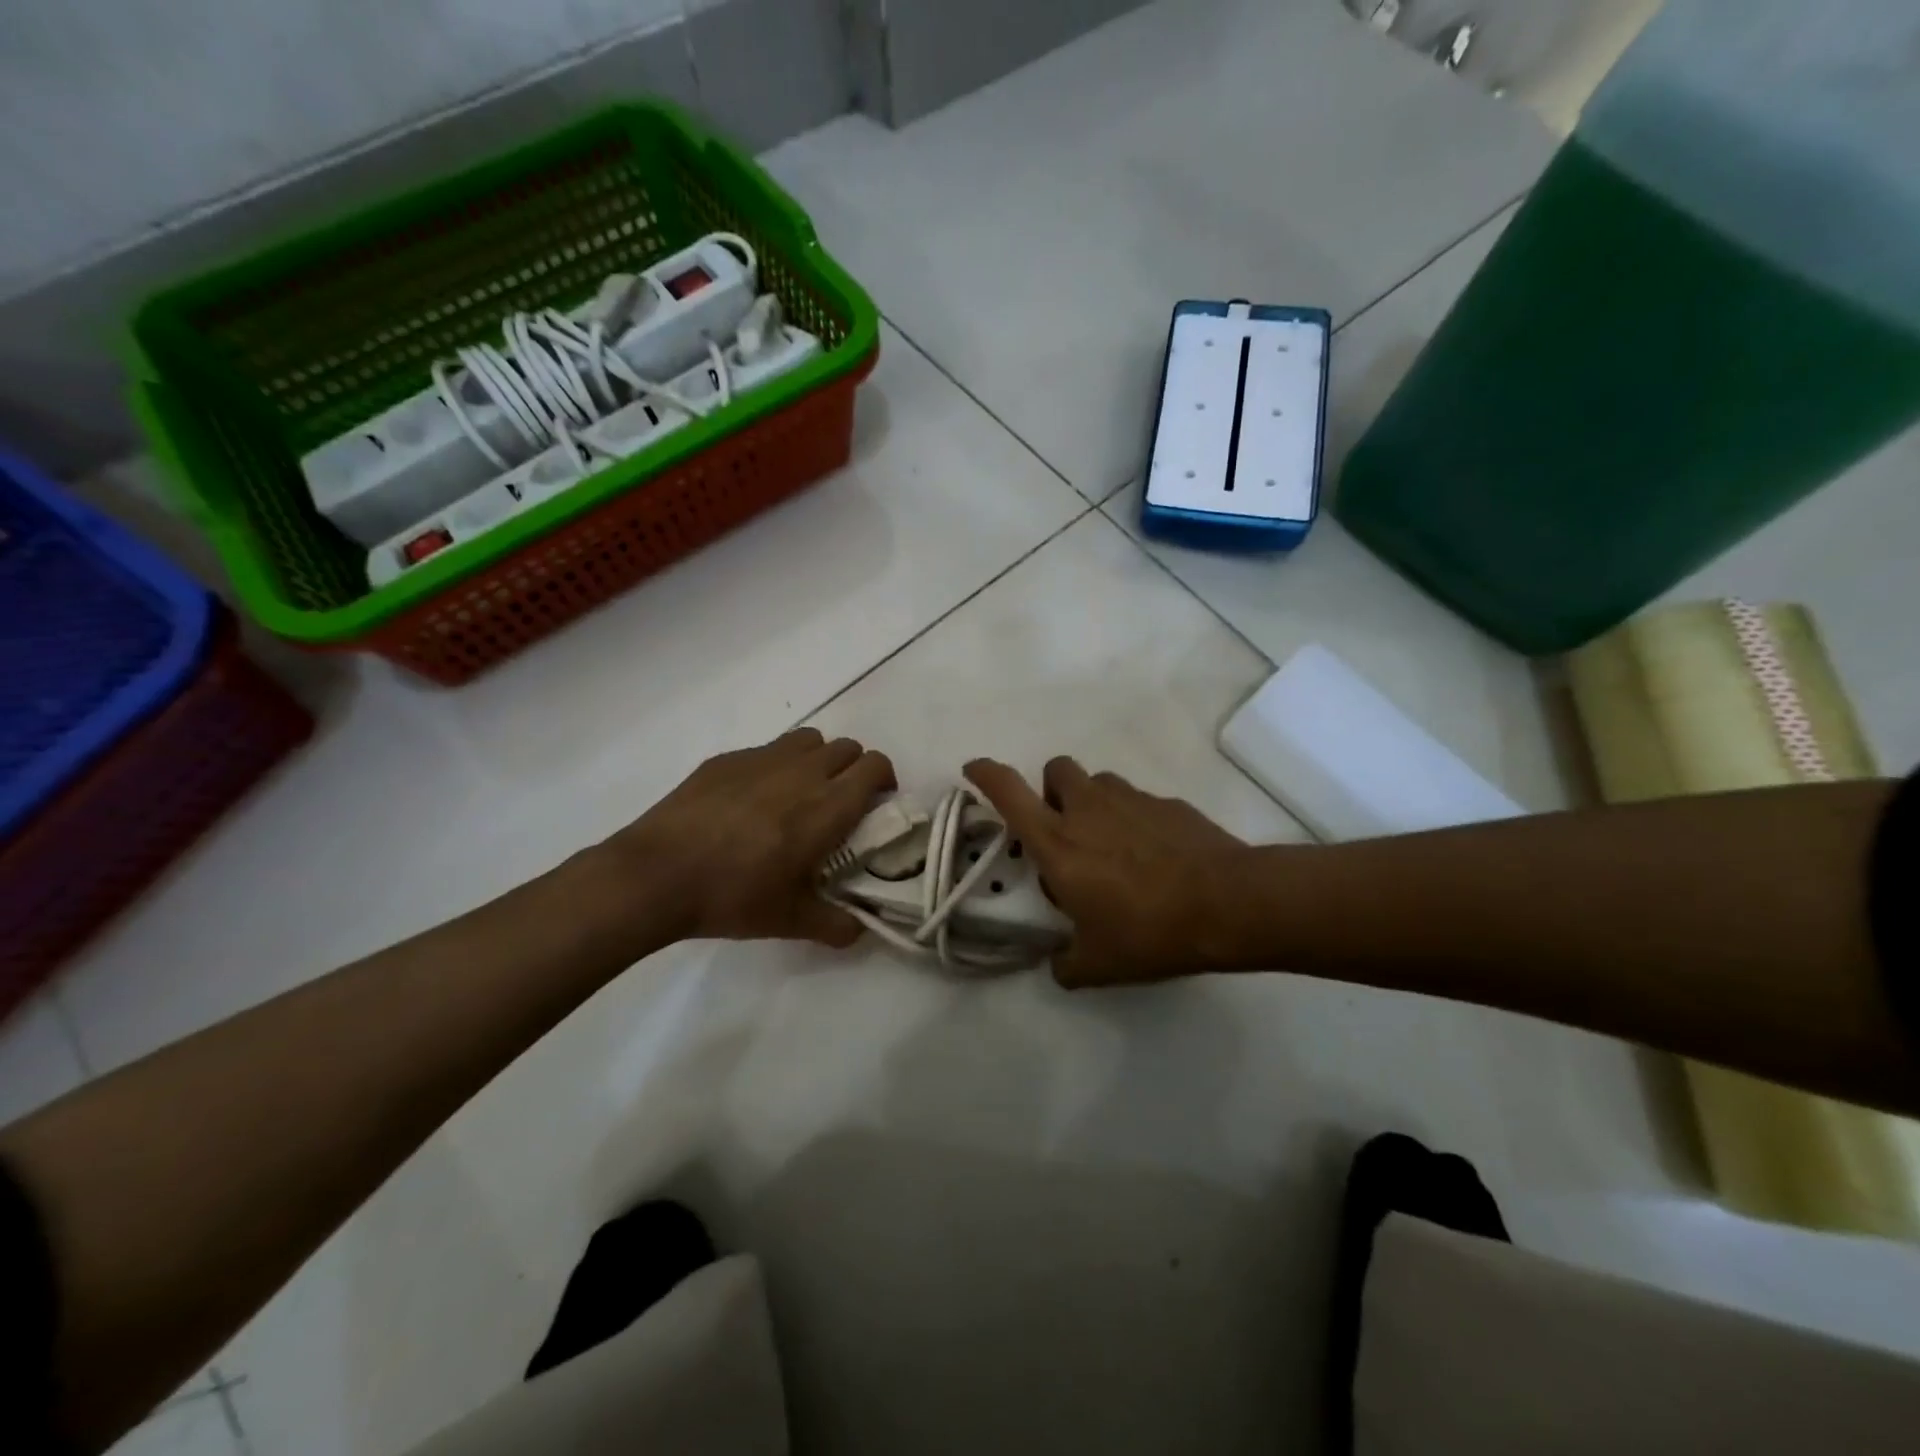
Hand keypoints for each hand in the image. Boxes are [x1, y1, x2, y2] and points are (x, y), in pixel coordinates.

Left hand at [598, 729, 895, 947]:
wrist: (656, 875)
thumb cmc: (733, 896)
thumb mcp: (790, 921)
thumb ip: (836, 925)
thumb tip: (860, 930)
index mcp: (827, 806)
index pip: (874, 766)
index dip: (884, 779)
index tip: (877, 803)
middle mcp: (802, 772)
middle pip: (847, 747)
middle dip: (854, 768)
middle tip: (841, 802)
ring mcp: (761, 759)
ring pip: (809, 740)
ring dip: (818, 759)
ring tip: (801, 792)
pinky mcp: (726, 759)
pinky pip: (766, 749)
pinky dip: (775, 765)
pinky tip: (751, 799)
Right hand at [965, 757, 1247, 987]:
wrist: (1229, 904)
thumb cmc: (1149, 930)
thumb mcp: (1099, 964)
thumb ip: (1067, 965)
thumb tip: (1058, 966)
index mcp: (1057, 843)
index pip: (1008, 791)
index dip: (986, 773)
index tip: (975, 769)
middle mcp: (1087, 809)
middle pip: (1055, 769)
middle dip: (1051, 790)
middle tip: (1064, 828)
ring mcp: (1130, 800)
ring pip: (1098, 782)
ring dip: (1093, 803)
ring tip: (1111, 844)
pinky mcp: (1167, 803)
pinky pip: (1137, 801)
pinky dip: (1134, 819)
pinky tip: (1154, 855)